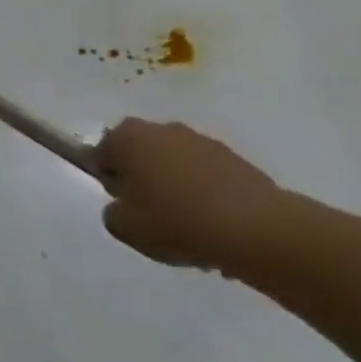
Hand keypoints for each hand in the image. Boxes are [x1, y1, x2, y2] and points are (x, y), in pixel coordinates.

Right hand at [94, 118, 289, 274]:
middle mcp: (161, 130)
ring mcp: (202, 142)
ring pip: (174, 165)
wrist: (260, 232)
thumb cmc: (177, 222)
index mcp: (127, 138)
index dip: (108, 180)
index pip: (100, 154)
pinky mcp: (236, 160)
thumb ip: (112, 211)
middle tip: (150, 214)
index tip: (122, 204)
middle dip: (141, 179)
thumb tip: (126, 204)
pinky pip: (206, 177)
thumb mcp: (123, 227)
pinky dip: (205, 195)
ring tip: (188, 226)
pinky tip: (214, 227)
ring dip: (174, 187)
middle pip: (139, 155)